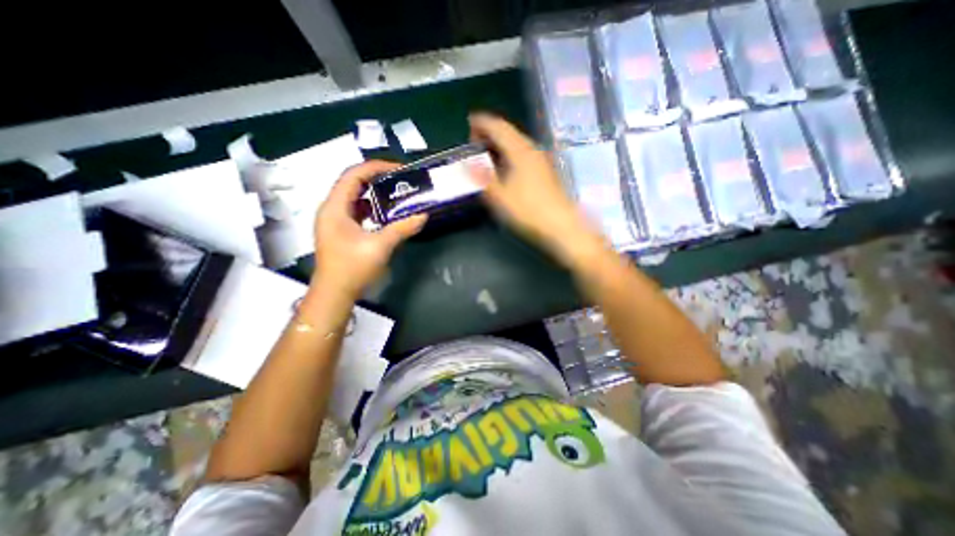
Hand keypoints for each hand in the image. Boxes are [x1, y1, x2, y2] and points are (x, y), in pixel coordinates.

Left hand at [310, 160, 425, 301]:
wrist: (335, 293)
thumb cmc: (352, 268)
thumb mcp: (380, 246)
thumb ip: (402, 229)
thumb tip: (423, 215)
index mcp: (335, 208)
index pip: (353, 176)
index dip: (375, 167)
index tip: (398, 169)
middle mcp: (332, 209)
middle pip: (353, 183)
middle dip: (376, 178)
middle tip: (399, 179)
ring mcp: (335, 220)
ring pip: (355, 197)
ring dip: (374, 193)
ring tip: (396, 192)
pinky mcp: (340, 230)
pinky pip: (356, 211)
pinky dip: (371, 207)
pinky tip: (386, 213)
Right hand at [469, 112, 601, 263]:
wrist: (563, 227)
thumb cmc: (529, 211)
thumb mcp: (500, 197)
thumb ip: (483, 178)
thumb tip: (469, 164)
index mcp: (520, 151)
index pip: (499, 127)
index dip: (483, 123)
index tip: (469, 123)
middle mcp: (533, 150)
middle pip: (510, 133)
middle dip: (491, 133)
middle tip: (475, 141)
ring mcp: (542, 161)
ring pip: (518, 144)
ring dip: (501, 145)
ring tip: (487, 154)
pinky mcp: (547, 173)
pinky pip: (525, 155)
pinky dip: (511, 155)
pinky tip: (506, 168)